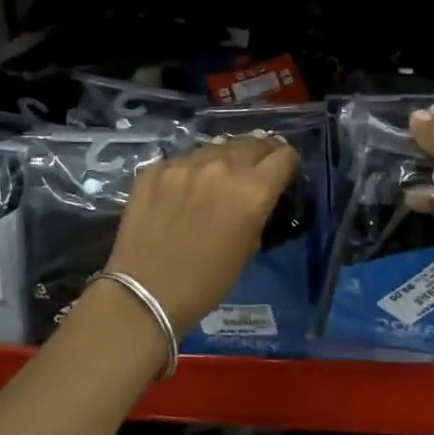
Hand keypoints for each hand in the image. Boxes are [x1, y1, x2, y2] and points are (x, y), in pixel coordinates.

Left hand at [103, 135, 299, 336]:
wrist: (146, 291)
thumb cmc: (208, 281)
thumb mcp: (249, 247)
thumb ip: (258, 210)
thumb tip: (258, 195)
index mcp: (253, 190)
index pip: (284, 155)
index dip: (287, 163)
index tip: (282, 173)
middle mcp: (222, 167)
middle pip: (252, 143)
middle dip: (258, 155)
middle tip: (253, 172)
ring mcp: (185, 164)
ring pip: (216, 148)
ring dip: (224, 160)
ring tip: (217, 180)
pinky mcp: (156, 168)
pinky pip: (183, 161)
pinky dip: (190, 172)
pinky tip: (182, 193)